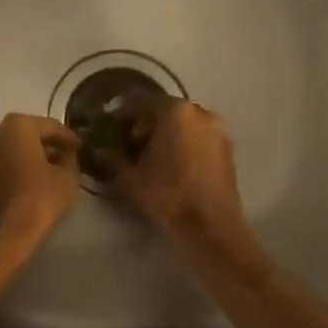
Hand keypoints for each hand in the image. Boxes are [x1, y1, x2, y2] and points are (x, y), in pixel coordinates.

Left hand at [0, 113, 81, 269]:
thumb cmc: (36, 199)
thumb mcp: (67, 178)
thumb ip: (70, 159)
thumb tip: (66, 155)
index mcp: (17, 125)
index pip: (51, 126)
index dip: (69, 138)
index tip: (82, 149)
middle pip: (29, 135)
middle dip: (49, 146)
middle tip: (68, 160)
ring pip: (14, 149)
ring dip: (32, 158)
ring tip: (52, 174)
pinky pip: (3, 164)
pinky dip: (18, 169)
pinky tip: (33, 184)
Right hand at [103, 96, 247, 249]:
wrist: (212, 227)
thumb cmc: (168, 194)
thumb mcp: (132, 178)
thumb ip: (113, 159)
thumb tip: (99, 150)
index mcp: (175, 111)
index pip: (142, 100)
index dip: (123, 111)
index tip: (111, 124)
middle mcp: (200, 112)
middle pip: (166, 109)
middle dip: (146, 122)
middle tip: (130, 140)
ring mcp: (218, 131)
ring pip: (185, 123)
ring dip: (167, 132)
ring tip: (151, 155)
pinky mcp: (228, 150)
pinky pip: (199, 137)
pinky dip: (185, 143)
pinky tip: (174, 164)